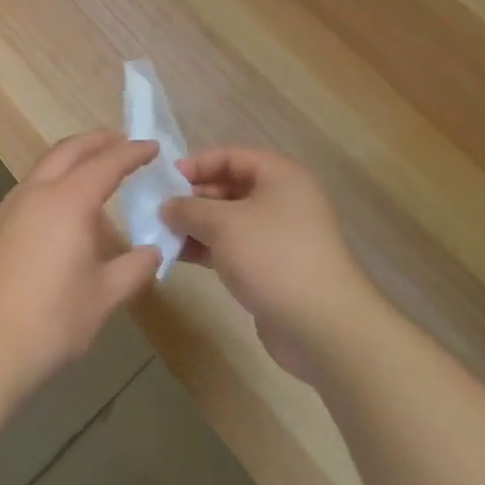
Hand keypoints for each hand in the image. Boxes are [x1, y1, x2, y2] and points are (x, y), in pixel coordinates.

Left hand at [0, 130, 162, 404]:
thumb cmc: (49, 322)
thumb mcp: (102, 298)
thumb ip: (133, 269)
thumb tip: (154, 251)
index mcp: (68, 202)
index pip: (106, 164)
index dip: (132, 152)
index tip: (152, 146)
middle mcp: (36, 193)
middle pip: (68, 151)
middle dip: (96, 141)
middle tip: (120, 141)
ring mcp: (7, 207)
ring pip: (43, 167)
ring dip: (70, 160)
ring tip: (91, 173)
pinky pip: (27, 190)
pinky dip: (50, 183)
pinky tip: (58, 212)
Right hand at [161, 147, 367, 380]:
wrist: (324, 328)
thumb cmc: (273, 257)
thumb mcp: (223, 224)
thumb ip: (190, 209)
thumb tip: (167, 206)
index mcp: (280, 175)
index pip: (230, 156)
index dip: (196, 164)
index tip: (165, 180)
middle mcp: (283, 199)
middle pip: (230, 187)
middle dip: (194, 198)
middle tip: (160, 211)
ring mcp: (281, 236)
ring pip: (231, 220)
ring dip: (198, 226)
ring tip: (163, 235)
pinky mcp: (275, 268)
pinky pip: (236, 248)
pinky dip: (210, 249)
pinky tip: (181, 257)